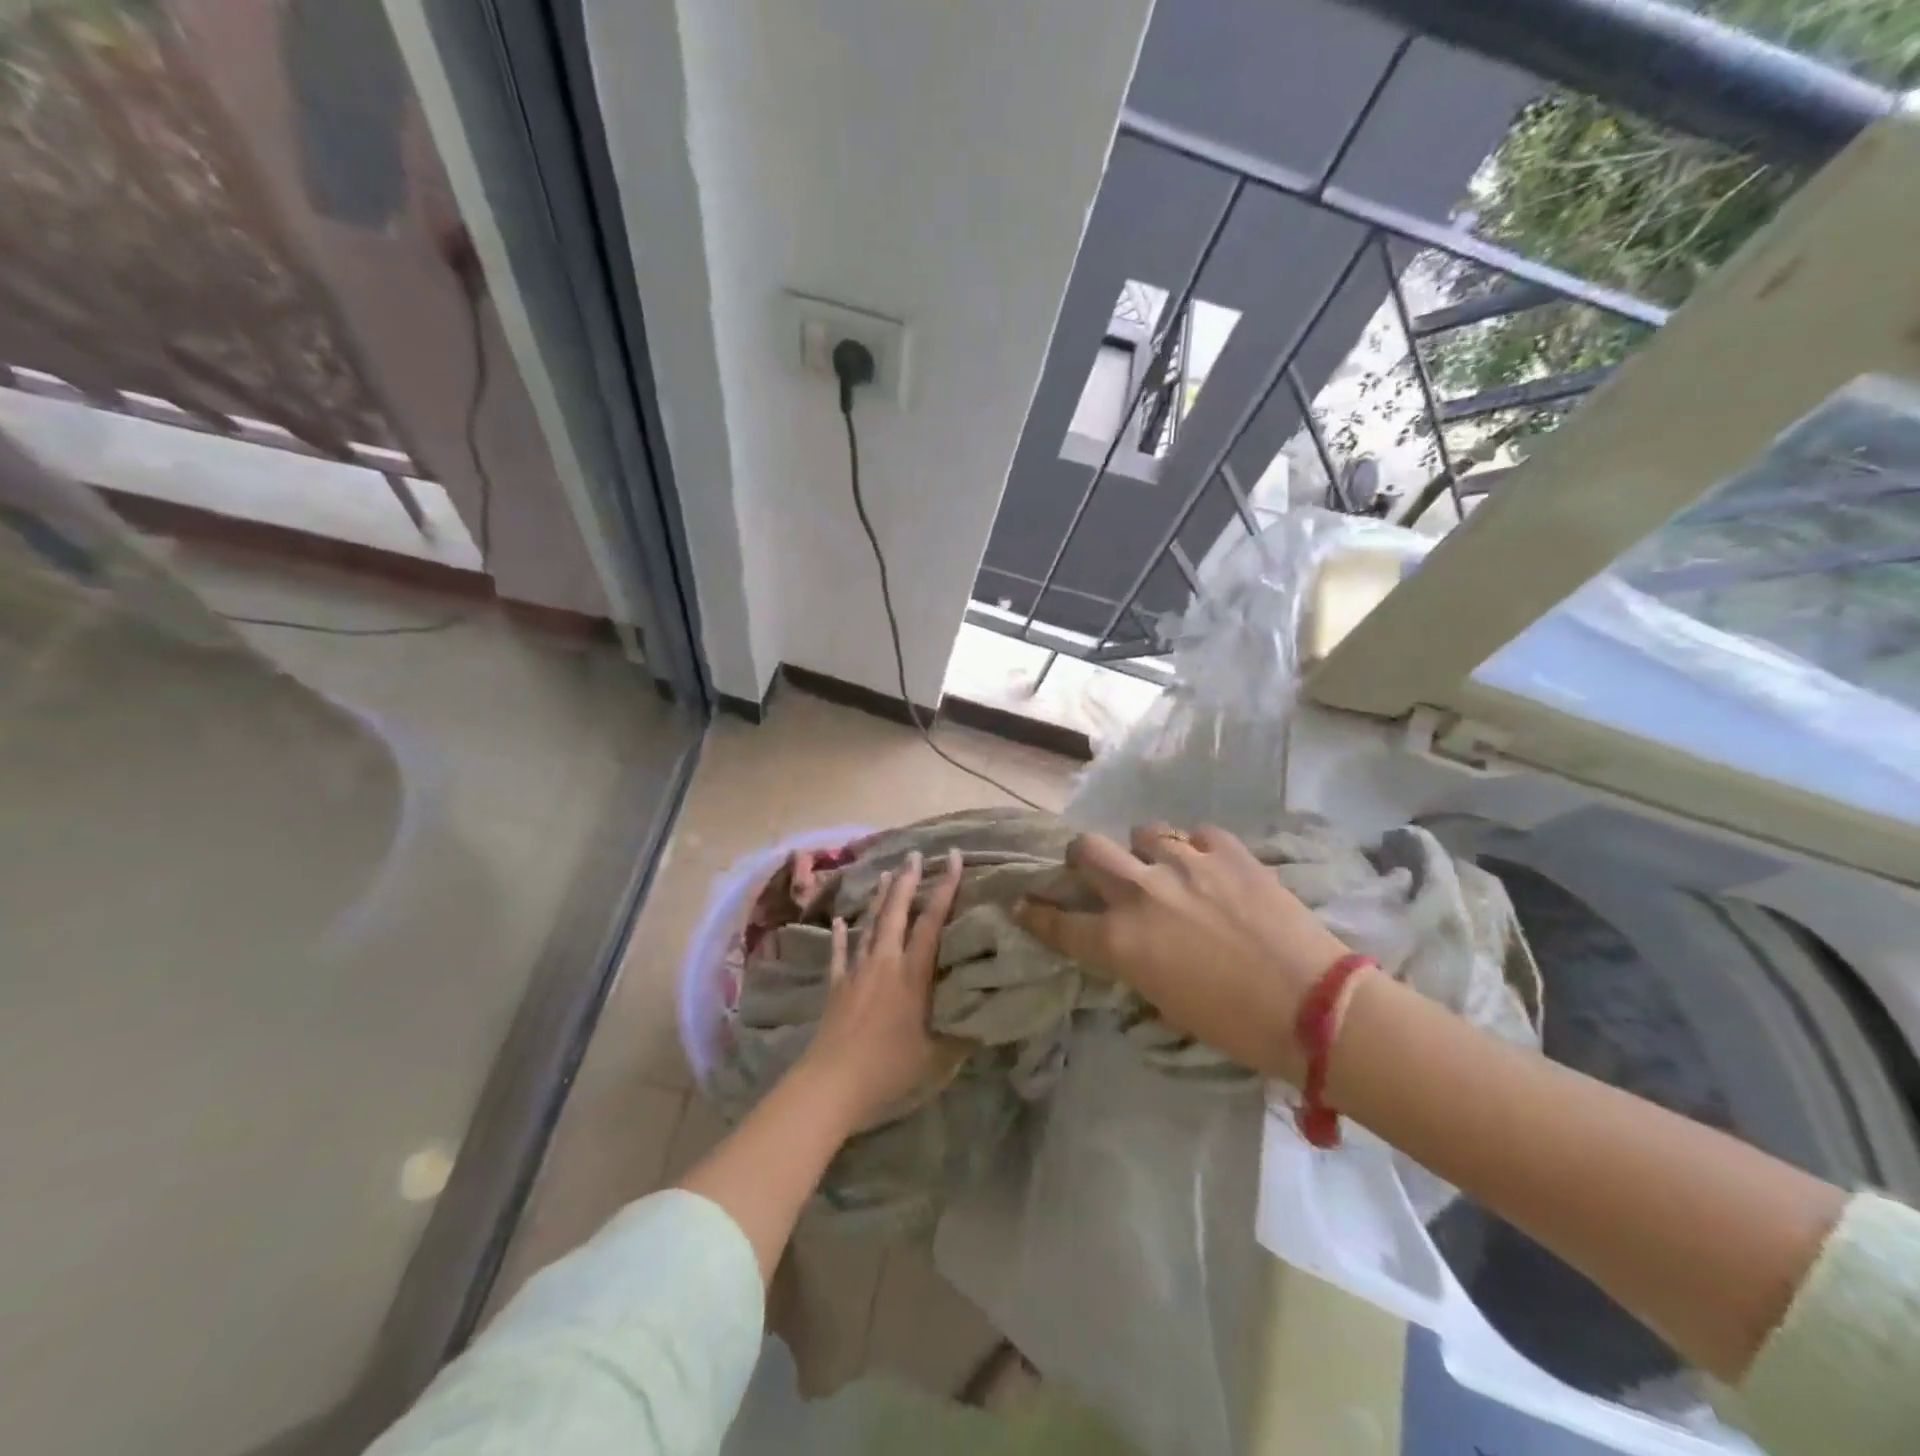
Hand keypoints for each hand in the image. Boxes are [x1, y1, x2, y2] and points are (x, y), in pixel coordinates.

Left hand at [796, 848, 965, 1131]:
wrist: (832, 1084)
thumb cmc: (890, 1068)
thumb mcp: (938, 1058)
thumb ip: (964, 1034)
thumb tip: (993, 1016)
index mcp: (913, 974)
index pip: (932, 922)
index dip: (944, 888)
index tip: (952, 858)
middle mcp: (885, 963)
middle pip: (896, 912)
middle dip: (907, 881)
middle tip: (914, 854)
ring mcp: (857, 972)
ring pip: (869, 925)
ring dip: (879, 898)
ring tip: (886, 874)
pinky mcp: (836, 986)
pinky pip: (839, 953)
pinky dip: (840, 936)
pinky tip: (839, 921)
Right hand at [1016, 824, 1351, 1082]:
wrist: (1315, 1008)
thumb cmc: (1235, 1026)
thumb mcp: (1165, 1002)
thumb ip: (1134, 961)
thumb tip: (1126, 942)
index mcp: (1122, 941)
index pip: (1058, 921)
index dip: (1035, 912)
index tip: (1023, 902)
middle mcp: (1142, 893)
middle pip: (1086, 850)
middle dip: (1082, 858)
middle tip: (1097, 870)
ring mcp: (1186, 864)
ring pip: (1144, 831)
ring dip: (1147, 850)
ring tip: (1168, 867)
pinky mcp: (1229, 851)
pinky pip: (1199, 834)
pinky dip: (1200, 850)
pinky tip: (1214, 869)